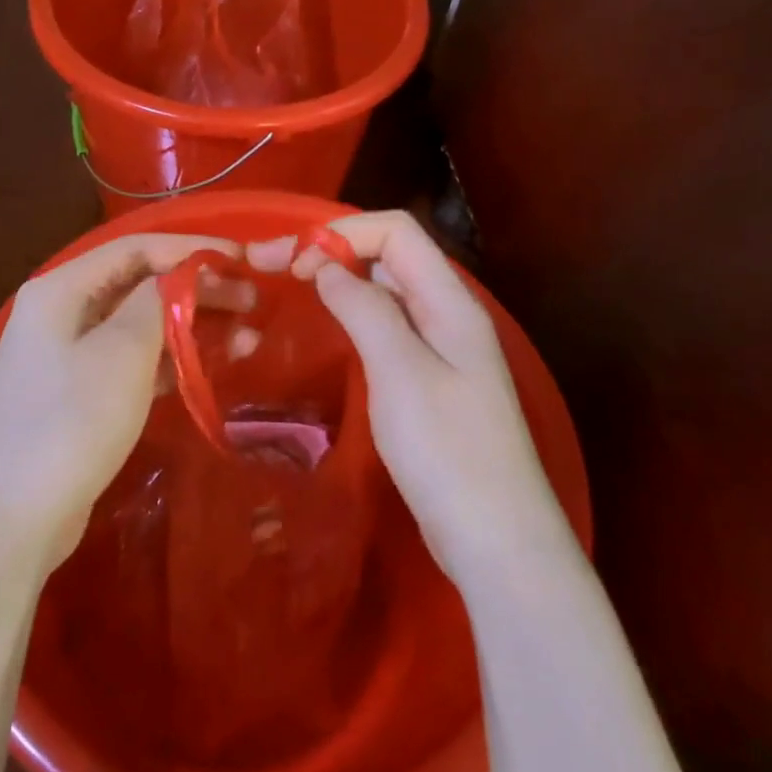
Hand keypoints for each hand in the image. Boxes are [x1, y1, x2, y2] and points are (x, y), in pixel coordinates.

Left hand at [0, 233, 253, 567]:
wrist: (10, 521)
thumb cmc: (69, 423)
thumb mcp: (122, 353)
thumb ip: (157, 302)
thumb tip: (180, 275)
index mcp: (62, 288)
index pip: (136, 248)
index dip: (192, 249)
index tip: (242, 258)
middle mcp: (62, 312)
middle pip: (140, 285)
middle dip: (198, 290)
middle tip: (253, 302)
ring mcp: (68, 355)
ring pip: (141, 325)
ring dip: (192, 327)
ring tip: (247, 340)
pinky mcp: (79, 394)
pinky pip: (133, 361)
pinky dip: (171, 361)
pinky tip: (210, 369)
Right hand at [250, 211, 575, 585]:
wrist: (497, 541)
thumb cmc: (448, 451)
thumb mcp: (400, 372)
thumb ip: (364, 309)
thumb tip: (325, 265)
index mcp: (449, 301)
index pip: (396, 231)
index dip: (343, 233)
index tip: (294, 265)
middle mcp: (448, 314)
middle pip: (390, 255)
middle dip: (333, 251)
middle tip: (274, 271)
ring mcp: (441, 349)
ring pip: (386, 292)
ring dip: (340, 282)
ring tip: (293, 295)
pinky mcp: (429, 381)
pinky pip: (387, 328)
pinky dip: (353, 317)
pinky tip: (329, 334)